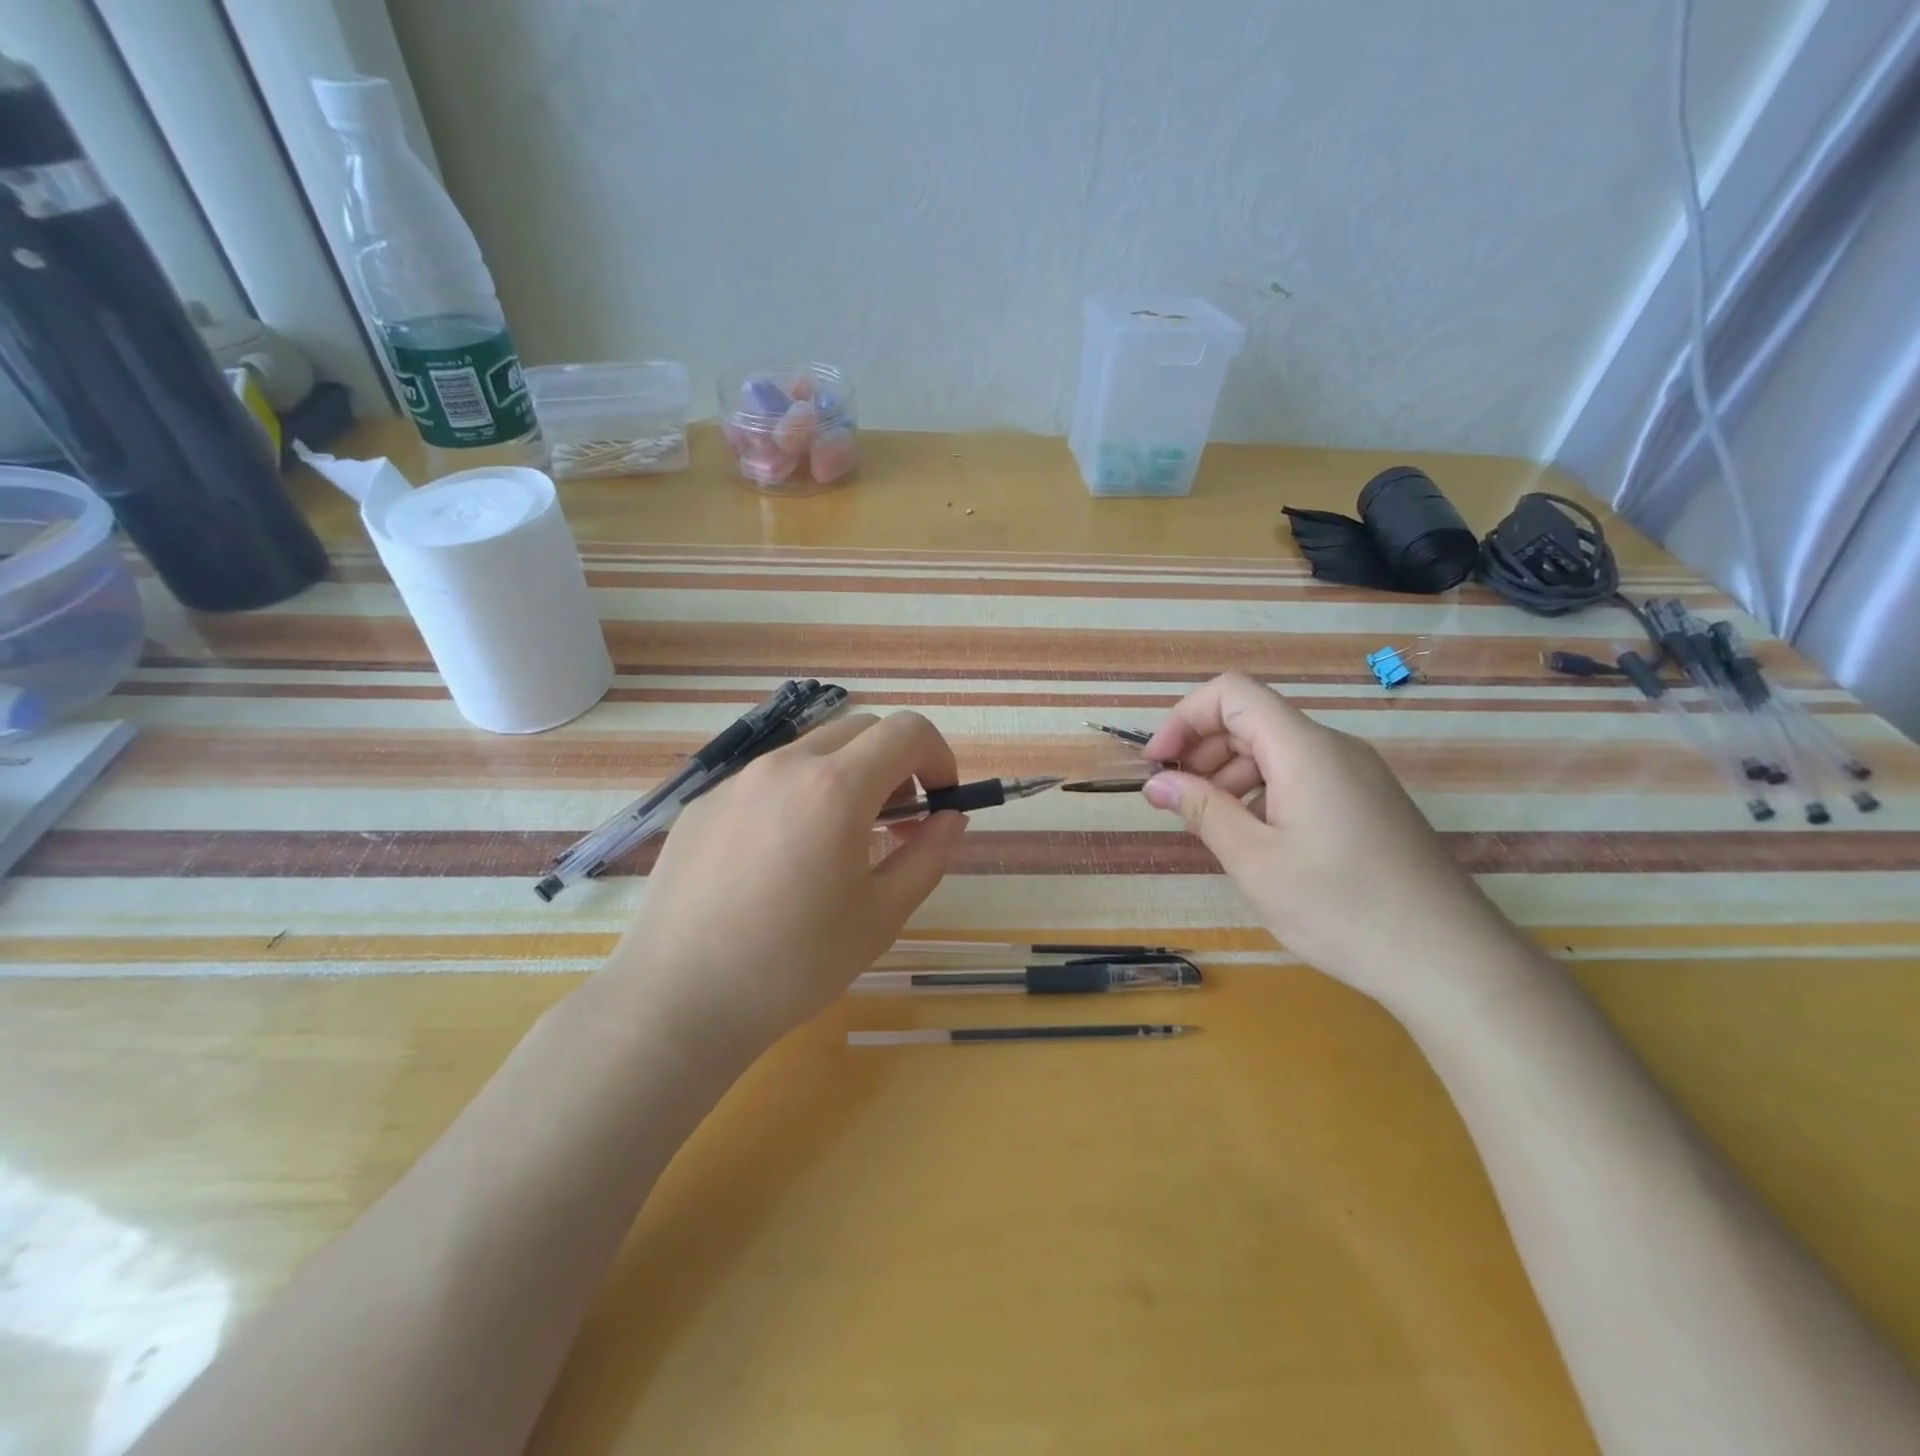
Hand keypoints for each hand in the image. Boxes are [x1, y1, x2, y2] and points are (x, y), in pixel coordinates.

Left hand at [604, 712, 968, 1066]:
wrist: (678, 1000)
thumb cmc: (794, 964)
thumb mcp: (881, 916)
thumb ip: (928, 856)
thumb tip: (951, 818)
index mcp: (835, 788)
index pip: (907, 731)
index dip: (938, 757)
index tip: (939, 800)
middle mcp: (784, 765)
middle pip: (861, 730)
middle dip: (894, 764)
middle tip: (896, 822)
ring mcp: (736, 780)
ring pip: (811, 750)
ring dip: (845, 776)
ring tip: (838, 841)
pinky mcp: (702, 803)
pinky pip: (767, 778)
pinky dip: (797, 794)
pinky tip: (780, 859)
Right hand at [1141, 674, 1531, 1011]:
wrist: (1450, 961)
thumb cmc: (1342, 909)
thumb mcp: (1255, 861)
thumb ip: (1202, 811)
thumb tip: (1158, 782)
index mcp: (1305, 749)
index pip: (1232, 694)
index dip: (1184, 718)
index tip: (1157, 765)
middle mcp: (1333, 748)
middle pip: (1252, 719)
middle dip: (1201, 749)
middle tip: (1172, 800)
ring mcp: (1355, 775)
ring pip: (1275, 749)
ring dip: (1229, 774)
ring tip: (1207, 824)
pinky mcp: (1366, 802)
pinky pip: (1300, 776)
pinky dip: (1261, 792)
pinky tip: (1251, 837)